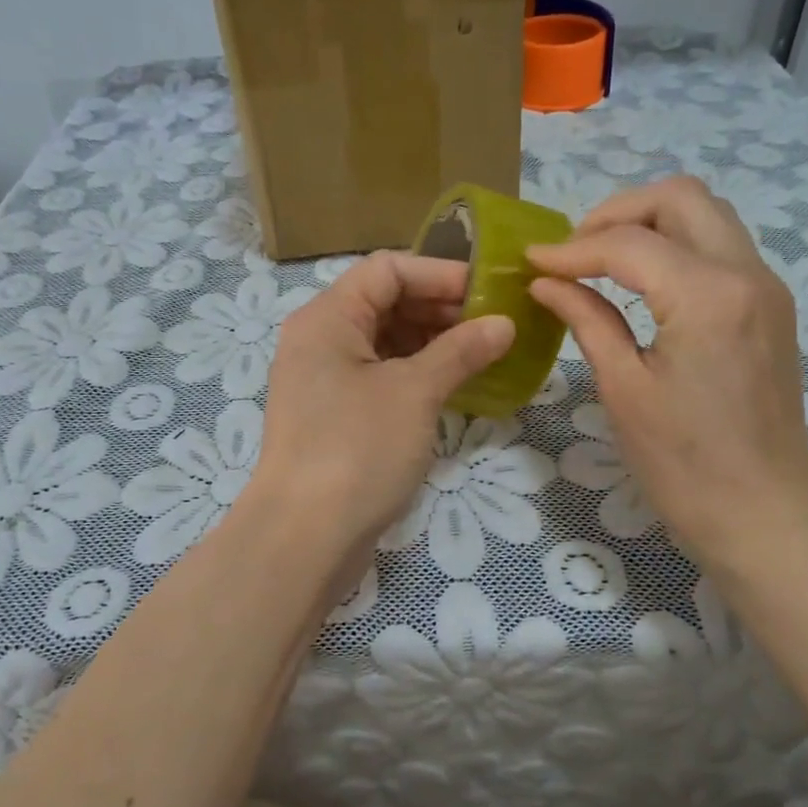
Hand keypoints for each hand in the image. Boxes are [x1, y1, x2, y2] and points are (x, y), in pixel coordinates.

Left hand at [249, 250, 513, 551]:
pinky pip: (379, 377)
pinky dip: (415, 374)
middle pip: (384, 302)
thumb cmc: (357, 450)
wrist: (304, 537)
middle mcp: (319, 339)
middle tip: (493, 327)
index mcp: (327, 317)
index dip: (440, 274)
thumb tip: (503, 324)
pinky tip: (453, 386)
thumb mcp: (415, 393)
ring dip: (432, 343)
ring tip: (482, 355)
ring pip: (384, 342)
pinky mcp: (333, 415)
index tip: (489, 293)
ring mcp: (323, 380)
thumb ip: (460, 351)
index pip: (387, 269)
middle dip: (440, 309)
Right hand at [526, 176, 807, 575]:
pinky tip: (639, 281)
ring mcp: (766, 286)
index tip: (530, 261)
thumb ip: (587, 320)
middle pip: (681, 197)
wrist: (763, 512)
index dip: (571, 249)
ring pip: (706, 214)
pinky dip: (675, 245)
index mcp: (708, 296)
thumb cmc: (683, 463)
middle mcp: (747, 273)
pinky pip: (719, 247)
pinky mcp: (769, 306)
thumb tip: (547, 282)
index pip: (628, 244)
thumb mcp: (623, 389)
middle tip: (574, 250)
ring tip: (600, 260)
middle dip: (617, 212)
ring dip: (649, 223)